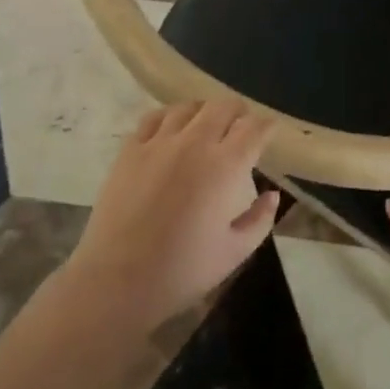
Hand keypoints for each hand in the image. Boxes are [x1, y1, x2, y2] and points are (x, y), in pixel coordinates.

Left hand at [63, 100, 278, 332]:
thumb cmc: (181, 272)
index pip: (253, 128)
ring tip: (206, 124)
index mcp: (225, 166)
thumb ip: (260, 220)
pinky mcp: (130, 150)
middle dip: (238, 112)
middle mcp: (195, 143)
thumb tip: (273, 194)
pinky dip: (169, 117)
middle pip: (223, 107)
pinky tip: (171, 129)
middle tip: (241, 126)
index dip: (266, 126)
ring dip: (204, 112)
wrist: (116, 282)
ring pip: (189, 107)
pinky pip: (154, 117)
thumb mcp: (234, 254)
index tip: (269, 131)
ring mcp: (159, 143)